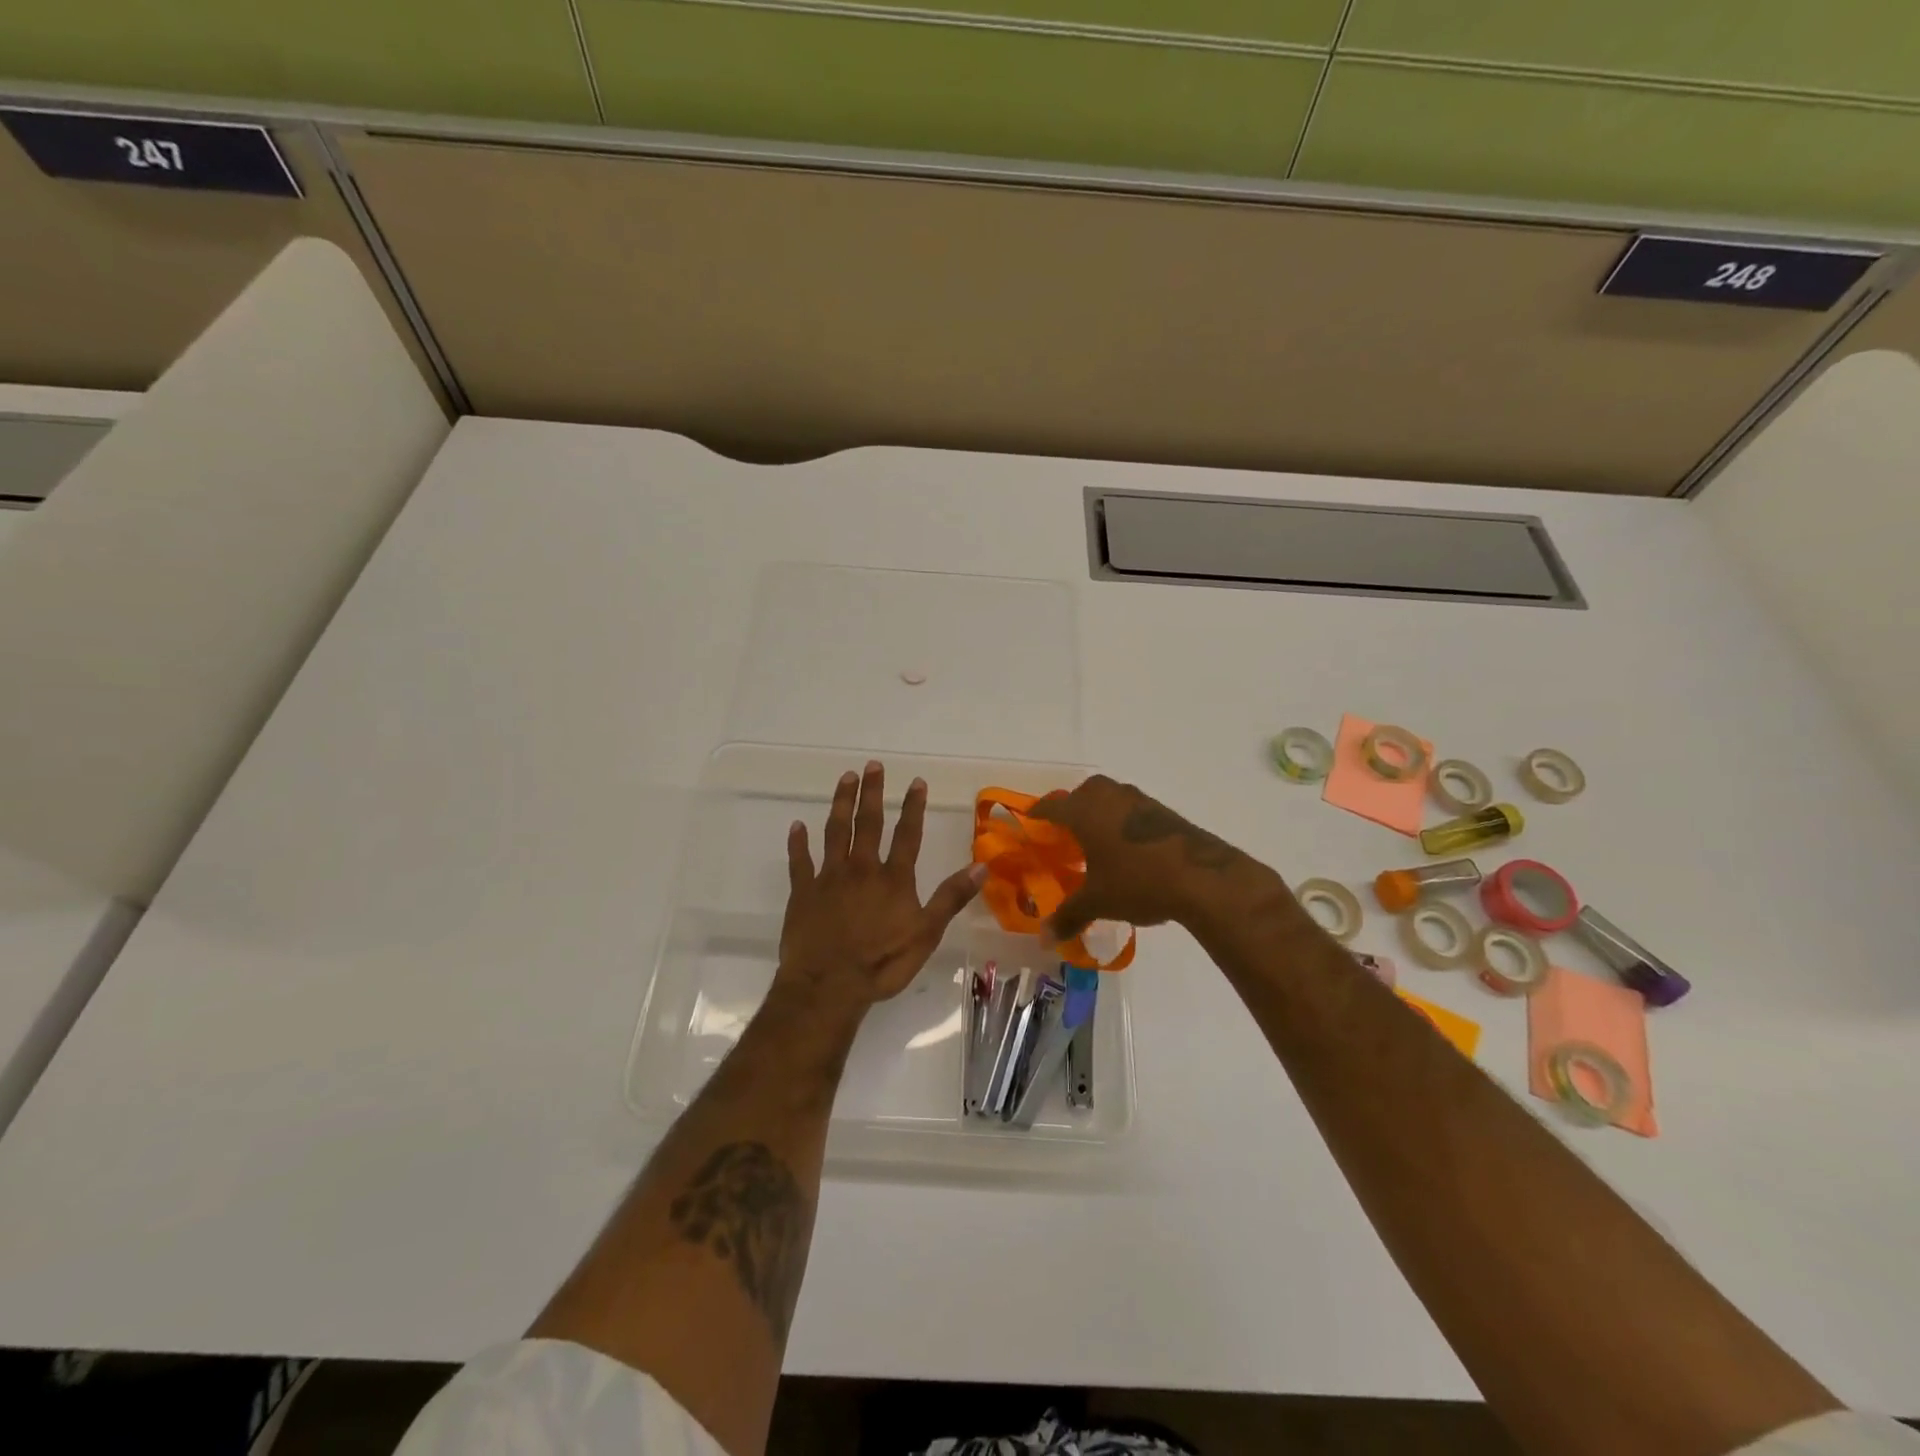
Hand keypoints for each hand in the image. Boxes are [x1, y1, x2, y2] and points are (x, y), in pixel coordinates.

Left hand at [777, 761, 985, 1012]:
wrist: (828, 985)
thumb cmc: (882, 962)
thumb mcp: (926, 933)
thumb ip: (951, 897)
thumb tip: (982, 865)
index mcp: (893, 878)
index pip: (907, 834)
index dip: (913, 807)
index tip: (916, 781)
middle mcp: (861, 869)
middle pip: (868, 823)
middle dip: (872, 793)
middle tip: (872, 765)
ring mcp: (829, 878)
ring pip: (835, 832)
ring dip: (841, 804)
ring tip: (845, 779)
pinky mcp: (803, 892)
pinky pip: (800, 861)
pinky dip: (798, 843)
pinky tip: (797, 825)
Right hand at [1029, 774, 1274, 939]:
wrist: (1200, 876)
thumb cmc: (1136, 881)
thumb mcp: (1097, 902)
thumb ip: (1068, 917)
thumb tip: (1044, 939)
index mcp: (1084, 811)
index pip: (1051, 805)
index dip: (1038, 813)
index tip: (1031, 821)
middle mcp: (1108, 797)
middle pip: (1081, 794)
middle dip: (1071, 809)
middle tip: (1065, 833)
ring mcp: (1138, 801)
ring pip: (1109, 798)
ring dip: (1099, 813)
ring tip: (1097, 841)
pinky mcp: (1163, 812)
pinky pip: (1131, 810)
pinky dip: (1122, 822)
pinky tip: (1128, 849)